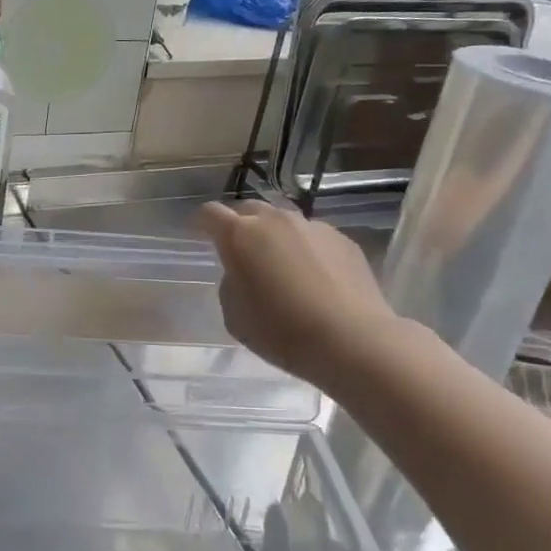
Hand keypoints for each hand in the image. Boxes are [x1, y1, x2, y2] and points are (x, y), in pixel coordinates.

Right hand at [196, 201, 396, 381]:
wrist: (353, 341)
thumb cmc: (283, 331)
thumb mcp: (234, 316)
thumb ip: (231, 284)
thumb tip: (243, 273)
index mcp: (241, 235)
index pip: (210, 214)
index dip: (200, 223)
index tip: (197, 233)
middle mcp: (275, 220)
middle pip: (249, 209)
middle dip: (239, 225)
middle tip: (240, 251)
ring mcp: (313, 227)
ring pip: (284, 222)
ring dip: (274, 237)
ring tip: (279, 265)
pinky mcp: (343, 240)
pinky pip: (313, 238)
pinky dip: (305, 250)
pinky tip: (313, 278)